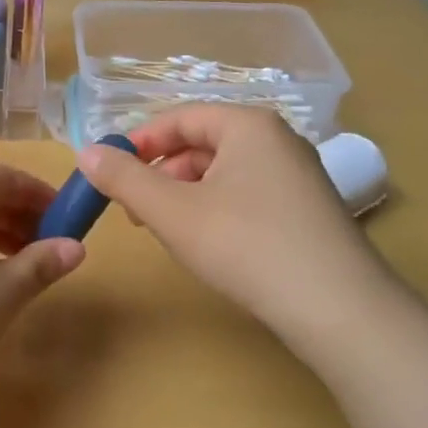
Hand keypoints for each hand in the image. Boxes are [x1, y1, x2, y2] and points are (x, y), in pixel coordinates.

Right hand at [77, 106, 373, 346]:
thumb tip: (87, 152)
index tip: (110, 172)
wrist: (340, 310)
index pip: (180, 117)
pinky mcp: (310, 209)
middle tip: (137, 210)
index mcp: (248, 124)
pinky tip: (211, 244)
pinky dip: (218, 209)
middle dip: (163, 173)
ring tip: (170, 231)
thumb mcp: (173, 212)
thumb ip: (125, 179)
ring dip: (187, 194)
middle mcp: (278, 138)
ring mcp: (299, 174)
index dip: (140, 142)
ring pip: (225, 171)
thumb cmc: (247, 246)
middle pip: (203, 142)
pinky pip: (249, 193)